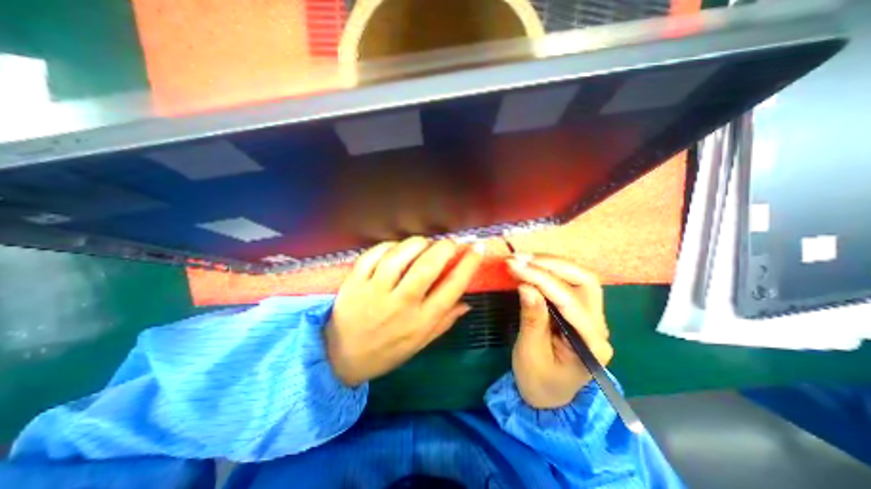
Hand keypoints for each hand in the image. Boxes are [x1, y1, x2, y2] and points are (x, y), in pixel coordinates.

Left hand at [327, 234, 483, 386]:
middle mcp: (401, 304)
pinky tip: (396, 247)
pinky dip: (388, 246)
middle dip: (445, 248)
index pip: (452, 287)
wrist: (342, 359)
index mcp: (421, 321)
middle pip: (427, 267)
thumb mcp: (420, 343)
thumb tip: (467, 302)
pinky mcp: (355, 283)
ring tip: (424, 243)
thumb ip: (444, 322)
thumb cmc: (386, 351)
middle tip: (451, 242)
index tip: (477, 248)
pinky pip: (373, 255)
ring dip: (417, 243)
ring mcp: (375, 291)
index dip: (469, 264)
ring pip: (400, 257)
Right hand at [505, 254, 610, 409]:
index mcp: (591, 344)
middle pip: (584, 281)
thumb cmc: (539, 381)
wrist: (548, 396)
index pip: (569, 300)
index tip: (514, 265)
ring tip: (523, 259)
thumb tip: (526, 287)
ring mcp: (591, 316)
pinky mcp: (579, 311)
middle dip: (551, 265)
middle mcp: (598, 326)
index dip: (541, 279)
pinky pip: (568, 282)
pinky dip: (548, 270)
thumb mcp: (530, 353)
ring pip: (579, 278)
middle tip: (520, 259)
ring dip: (550, 264)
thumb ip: (532, 319)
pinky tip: (531, 266)